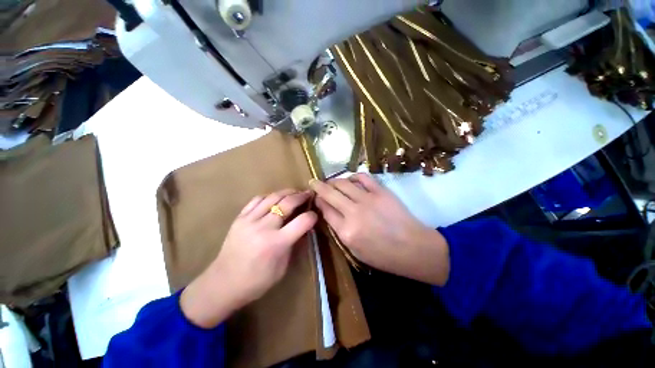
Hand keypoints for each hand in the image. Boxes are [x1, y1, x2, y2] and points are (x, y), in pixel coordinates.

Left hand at [181, 189, 317, 327]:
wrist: (223, 283)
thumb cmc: (257, 281)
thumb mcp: (283, 267)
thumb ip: (294, 244)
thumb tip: (304, 228)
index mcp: (277, 243)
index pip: (302, 222)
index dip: (312, 216)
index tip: (315, 215)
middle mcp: (264, 227)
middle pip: (288, 203)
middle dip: (301, 196)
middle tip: (308, 194)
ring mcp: (249, 220)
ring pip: (273, 197)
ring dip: (287, 192)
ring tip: (295, 192)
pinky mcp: (240, 218)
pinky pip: (257, 199)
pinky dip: (269, 196)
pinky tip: (275, 197)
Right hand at [310, 174, 449, 285]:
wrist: (413, 248)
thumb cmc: (383, 255)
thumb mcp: (355, 250)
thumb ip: (339, 230)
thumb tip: (328, 211)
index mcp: (346, 231)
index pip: (325, 210)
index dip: (318, 201)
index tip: (316, 197)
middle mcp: (353, 212)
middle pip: (329, 193)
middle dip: (318, 186)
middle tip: (314, 182)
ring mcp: (367, 199)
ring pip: (343, 183)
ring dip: (333, 180)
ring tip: (331, 181)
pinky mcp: (380, 191)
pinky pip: (362, 177)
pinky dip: (353, 176)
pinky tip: (350, 179)